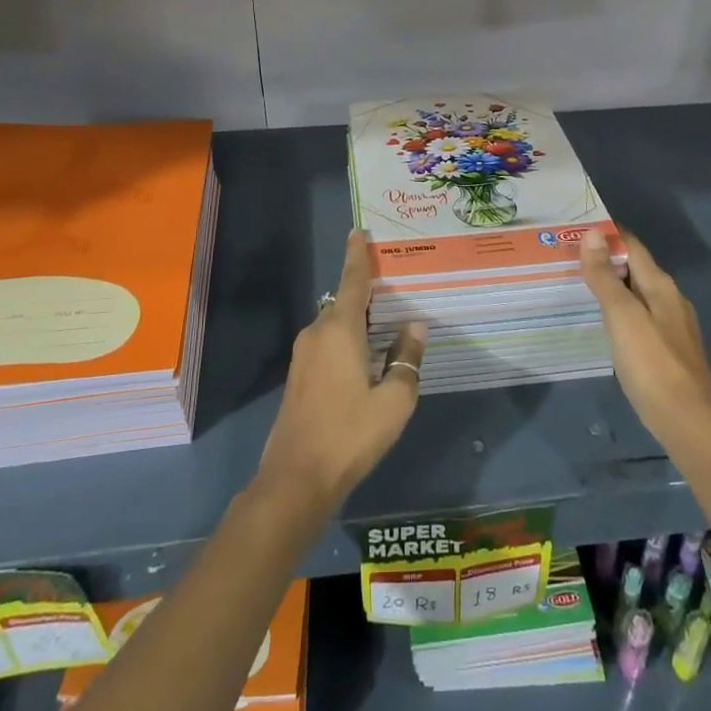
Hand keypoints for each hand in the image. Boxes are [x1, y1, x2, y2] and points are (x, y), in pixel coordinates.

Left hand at [254, 231, 427, 513]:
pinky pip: (327, 343)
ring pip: (335, 325)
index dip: (357, 256)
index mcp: (339, 330)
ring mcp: (303, 356)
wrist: (296, 479)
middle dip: (365, 293)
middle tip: (394, 290)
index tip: (357, 231)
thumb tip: (415, 327)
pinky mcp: (299, 377)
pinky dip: (347, 340)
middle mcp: (317, 333)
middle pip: (344, 302)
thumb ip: (406, 359)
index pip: (351, 281)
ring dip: (357, 321)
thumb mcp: (393, 401)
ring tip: (385, 326)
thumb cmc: (350, 435)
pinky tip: (365, 359)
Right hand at [579, 227, 710, 445]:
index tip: (575, 228)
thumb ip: (605, 276)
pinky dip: (620, 310)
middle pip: (635, 268)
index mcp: (661, 285)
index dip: (607, 234)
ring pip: (638, 294)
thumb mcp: (622, 316)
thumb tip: (592, 234)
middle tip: (568, 256)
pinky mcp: (668, 351)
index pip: (632, 245)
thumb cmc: (652, 364)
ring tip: (580, 285)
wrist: (688, 423)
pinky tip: (604, 322)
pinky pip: (640, 316)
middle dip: (606, 259)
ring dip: (612, 285)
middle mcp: (670, 299)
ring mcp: (672, 326)